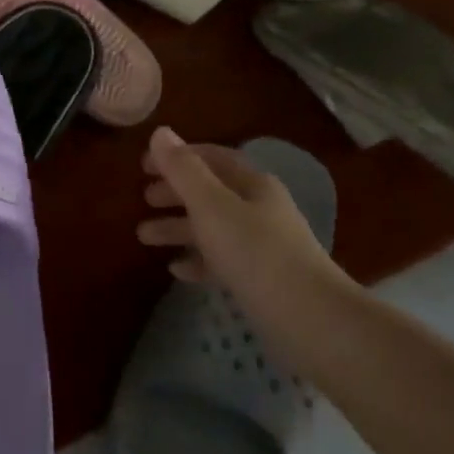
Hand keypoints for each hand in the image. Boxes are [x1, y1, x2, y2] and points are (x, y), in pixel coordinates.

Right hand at [137, 127, 345, 308]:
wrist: (311, 320)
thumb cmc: (256, 253)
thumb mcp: (211, 206)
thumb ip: (183, 170)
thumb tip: (160, 132)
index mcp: (252, 184)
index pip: (212, 157)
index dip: (177, 157)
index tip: (143, 165)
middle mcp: (259, 209)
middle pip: (210, 192)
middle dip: (175, 193)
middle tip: (143, 198)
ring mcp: (262, 245)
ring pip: (212, 227)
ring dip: (178, 227)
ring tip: (143, 236)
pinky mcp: (261, 279)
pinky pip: (221, 261)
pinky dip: (197, 260)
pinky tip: (176, 270)